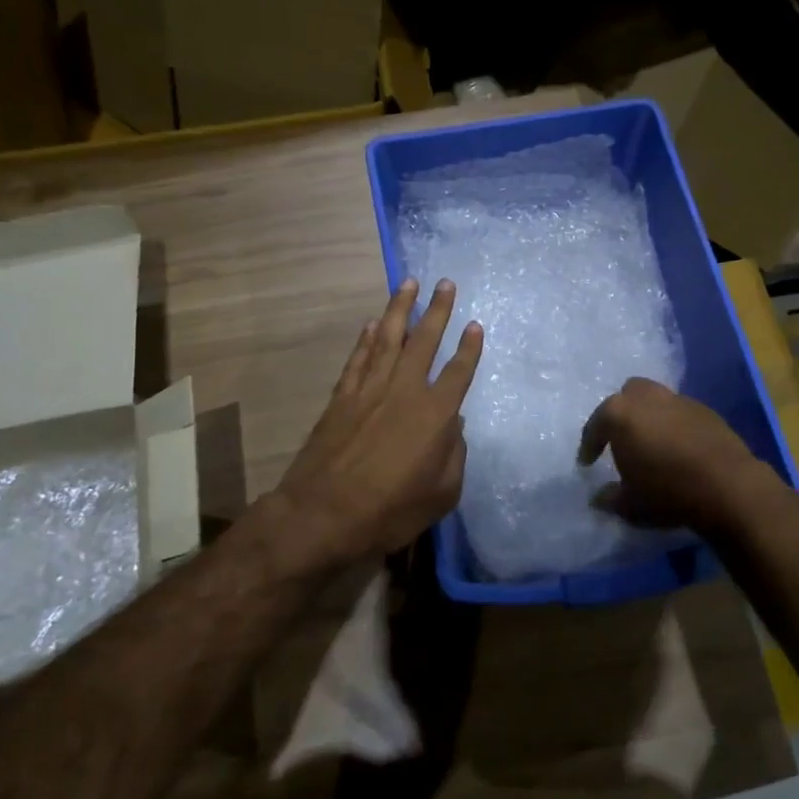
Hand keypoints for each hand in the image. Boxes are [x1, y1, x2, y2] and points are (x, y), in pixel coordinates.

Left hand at [273, 279, 482, 574]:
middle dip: (437, 311)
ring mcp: (369, 390)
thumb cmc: (390, 511)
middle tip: (446, 283)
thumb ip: (454, 455)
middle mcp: (404, 391)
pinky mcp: (341, 398)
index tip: (475, 324)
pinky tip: (372, 324)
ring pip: (388, 339)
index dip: (469, 348)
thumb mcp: (442, 494)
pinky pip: (358, 359)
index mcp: (435, 415)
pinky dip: (366, 339)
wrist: (323, 515)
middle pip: (424, 342)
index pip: (458, 372)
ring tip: (408, 283)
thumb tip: (454, 427)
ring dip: (399, 309)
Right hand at [578, 377, 769, 538]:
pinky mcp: (705, 409)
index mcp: (620, 414)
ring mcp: (678, 400)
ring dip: (649, 417)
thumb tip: (598, 498)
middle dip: (621, 415)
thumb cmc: (668, 492)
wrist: (728, 486)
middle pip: (626, 397)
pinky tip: (678, 447)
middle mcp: (647, 398)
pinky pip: (680, 412)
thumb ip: (610, 498)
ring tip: (651, 443)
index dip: (589, 446)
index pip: (595, 426)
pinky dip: (673, 425)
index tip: (587, 463)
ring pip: (655, 399)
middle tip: (621, 441)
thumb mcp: (630, 505)